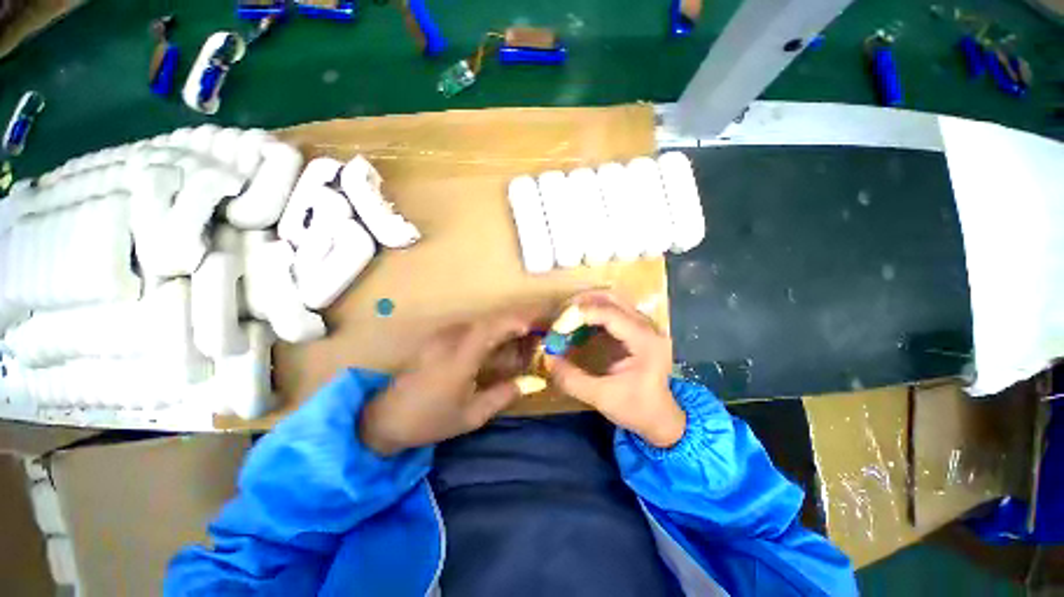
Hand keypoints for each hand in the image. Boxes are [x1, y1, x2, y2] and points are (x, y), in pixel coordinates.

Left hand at [359, 308, 537, 455]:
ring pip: (477, 323)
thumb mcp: (471, 416)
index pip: (489, 328)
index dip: (512, 322)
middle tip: (530, 331)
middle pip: (486, 321)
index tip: (531, 326)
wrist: (385, 418)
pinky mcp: (435, 340)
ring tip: (517, 339)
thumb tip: (526, 383)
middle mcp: (449, 340)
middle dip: (511, 322)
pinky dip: (485, 333)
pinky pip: (467, 330)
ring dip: (499, 327)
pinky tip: (493, 346)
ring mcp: (440, 337)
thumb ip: (501, 396)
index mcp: (458, 358)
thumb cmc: (429, 419)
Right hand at [546, 291, 684, 448]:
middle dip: (582, 303)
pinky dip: (593, 313)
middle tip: (559, 316)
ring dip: (587, 305)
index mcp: (645, 341)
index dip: (579, 315)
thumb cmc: (636, 409)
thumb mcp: (601, 398)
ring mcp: (645, 325)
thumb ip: (572, 378)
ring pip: (612, 300)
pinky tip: (579, 327)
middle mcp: (648, 326)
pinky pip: (612, 310)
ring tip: (566, 320)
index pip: (609, 313)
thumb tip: (547, 357)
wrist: (662, 418)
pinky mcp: (638, 329)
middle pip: (611, 298)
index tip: (557, 327)